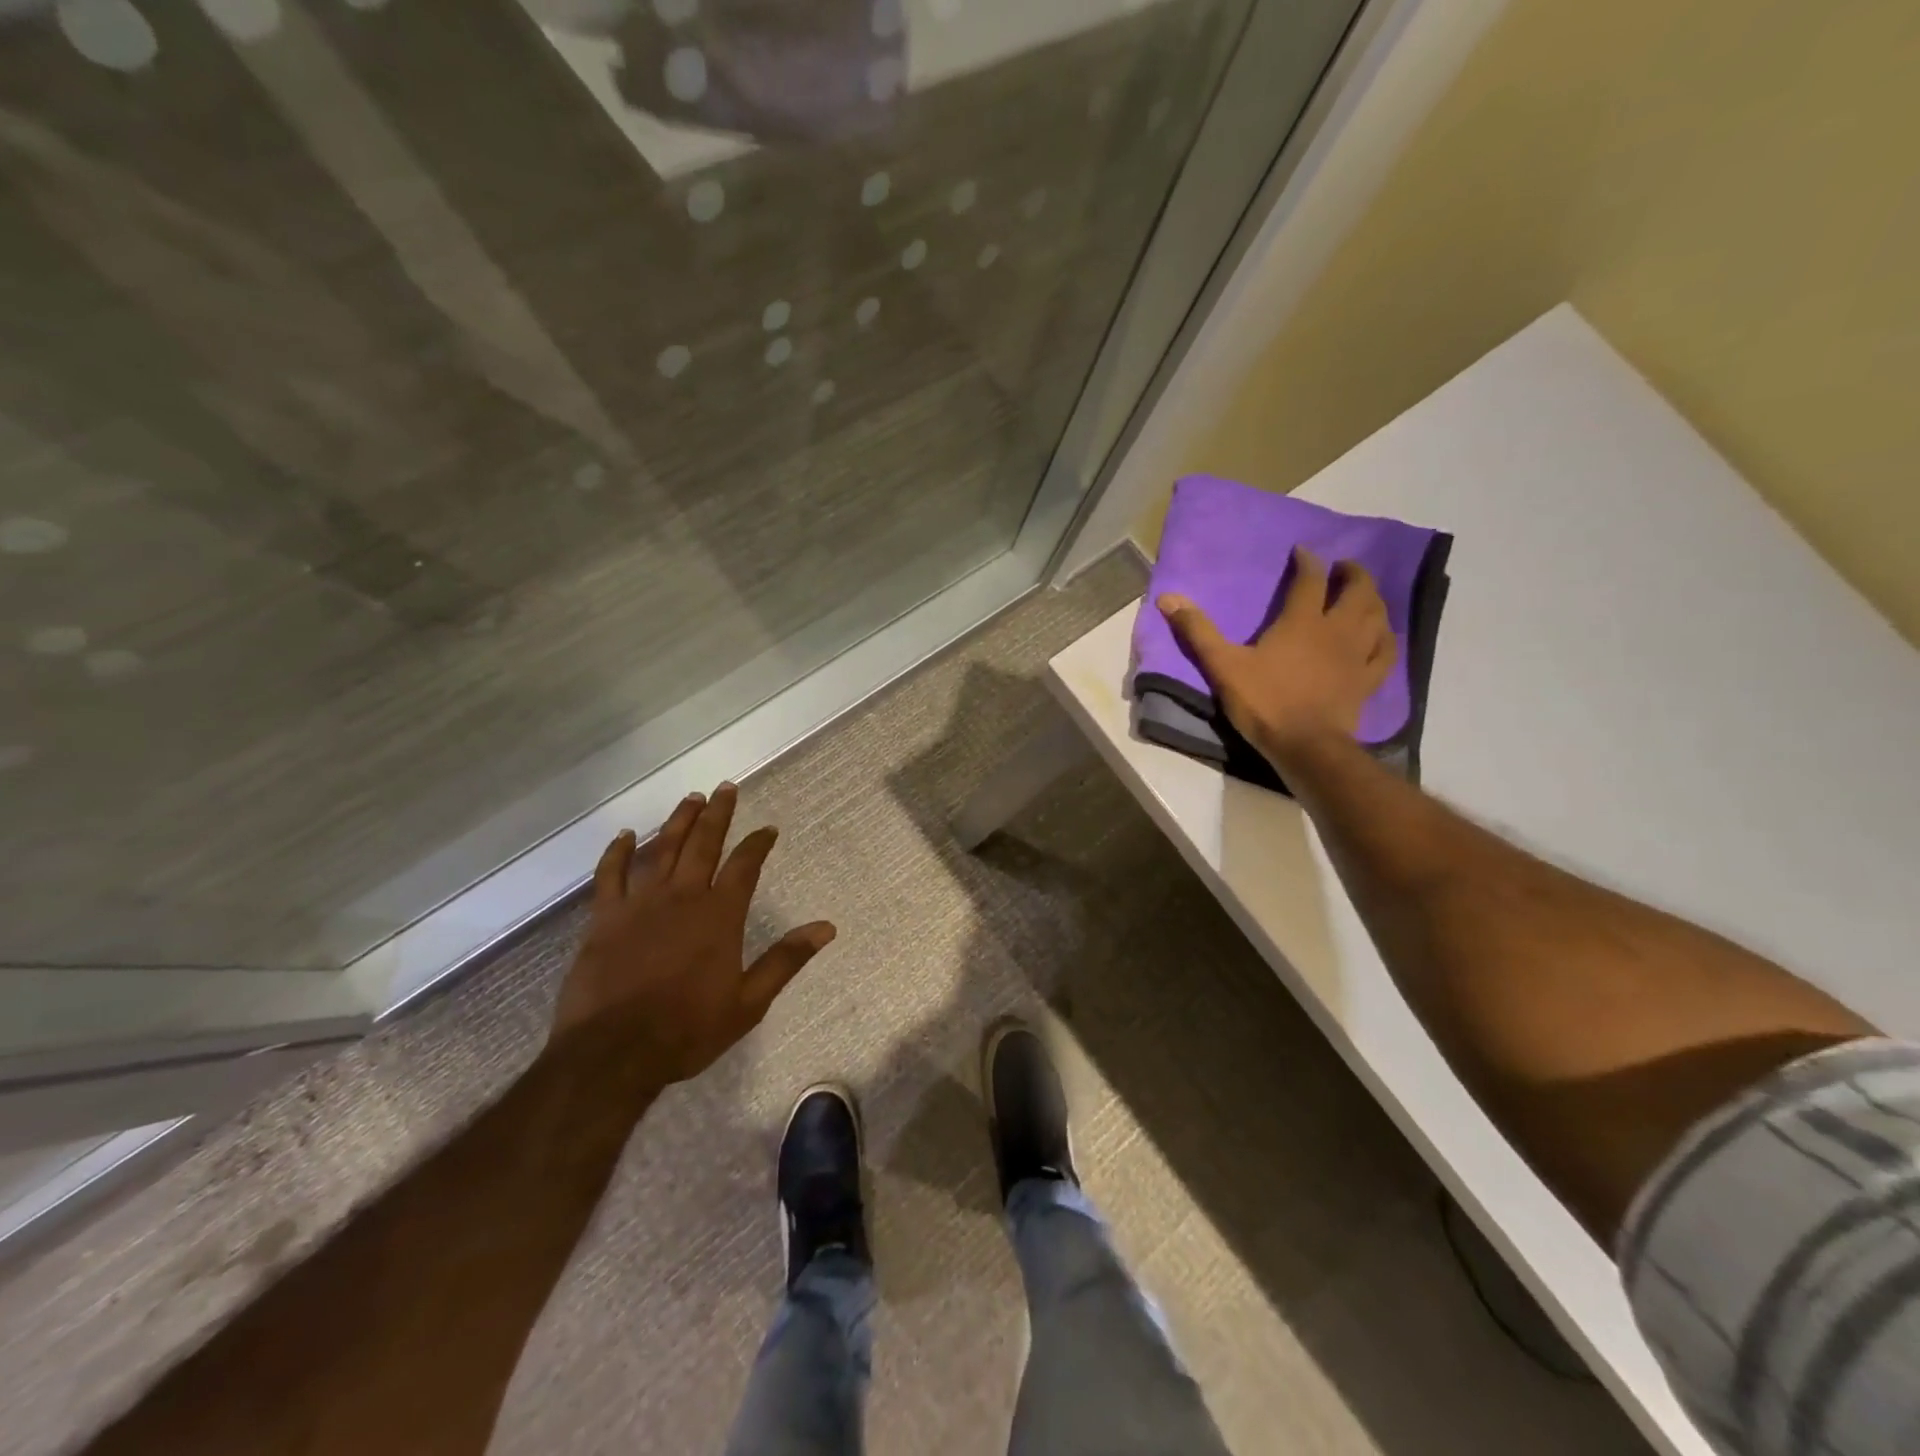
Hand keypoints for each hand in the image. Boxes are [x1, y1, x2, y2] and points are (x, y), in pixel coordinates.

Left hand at [548, 783, 835, 1087]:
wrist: (613, 1054)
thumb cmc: (687, 1030)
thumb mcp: (748, 1002)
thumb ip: (786, 960)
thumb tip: (826, 927)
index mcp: (720, 915)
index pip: (745, 866)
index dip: (758, 844)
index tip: (768, 828)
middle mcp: (682, 897)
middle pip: (703, 844)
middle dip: (717, 814)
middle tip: (725, 788)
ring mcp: (640, 904)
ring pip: (662, 849)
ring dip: (677, 822)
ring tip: (690, 799)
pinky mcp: (605, 918)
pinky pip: (610, 874)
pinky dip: (618, 852)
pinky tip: (626, 835)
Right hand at [1158, 547, 1394, 765]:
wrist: (1306, 746)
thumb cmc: (1264, 702)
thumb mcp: (1223, 666)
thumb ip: (1198, 631)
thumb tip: (1168, 598)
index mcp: (1302, 621)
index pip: (1310, 579)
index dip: (1308, 561)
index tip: (1303, 551)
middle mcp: (1337, 630)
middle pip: (1358, 590)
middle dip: (1352, 573)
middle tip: (1344, 567)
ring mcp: (1358, 655)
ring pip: (1377, 616)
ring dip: (1373, 599)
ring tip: (1364, 595)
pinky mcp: (1368, 680)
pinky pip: (1386, 651)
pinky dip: (1386, 637)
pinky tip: (1383, 635)